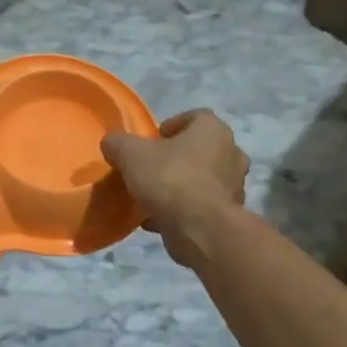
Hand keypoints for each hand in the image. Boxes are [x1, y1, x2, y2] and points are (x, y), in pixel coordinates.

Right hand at [100, 109, 248, 267]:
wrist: (199, 229)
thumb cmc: (170, 179)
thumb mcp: (130, 154)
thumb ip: (118, 143)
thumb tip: (112, 142)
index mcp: (214, 130)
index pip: (195, 117)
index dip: (170, 126)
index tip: (150, 143)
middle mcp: (231, 153)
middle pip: (199, 150)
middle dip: (175, 159)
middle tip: (150, 169)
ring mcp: (234, 186)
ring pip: (201, 180)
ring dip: (179, 186)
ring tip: (151, 198)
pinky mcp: (229, 215)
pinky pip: (201, 206)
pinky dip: (182, 210)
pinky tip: (157, 220)